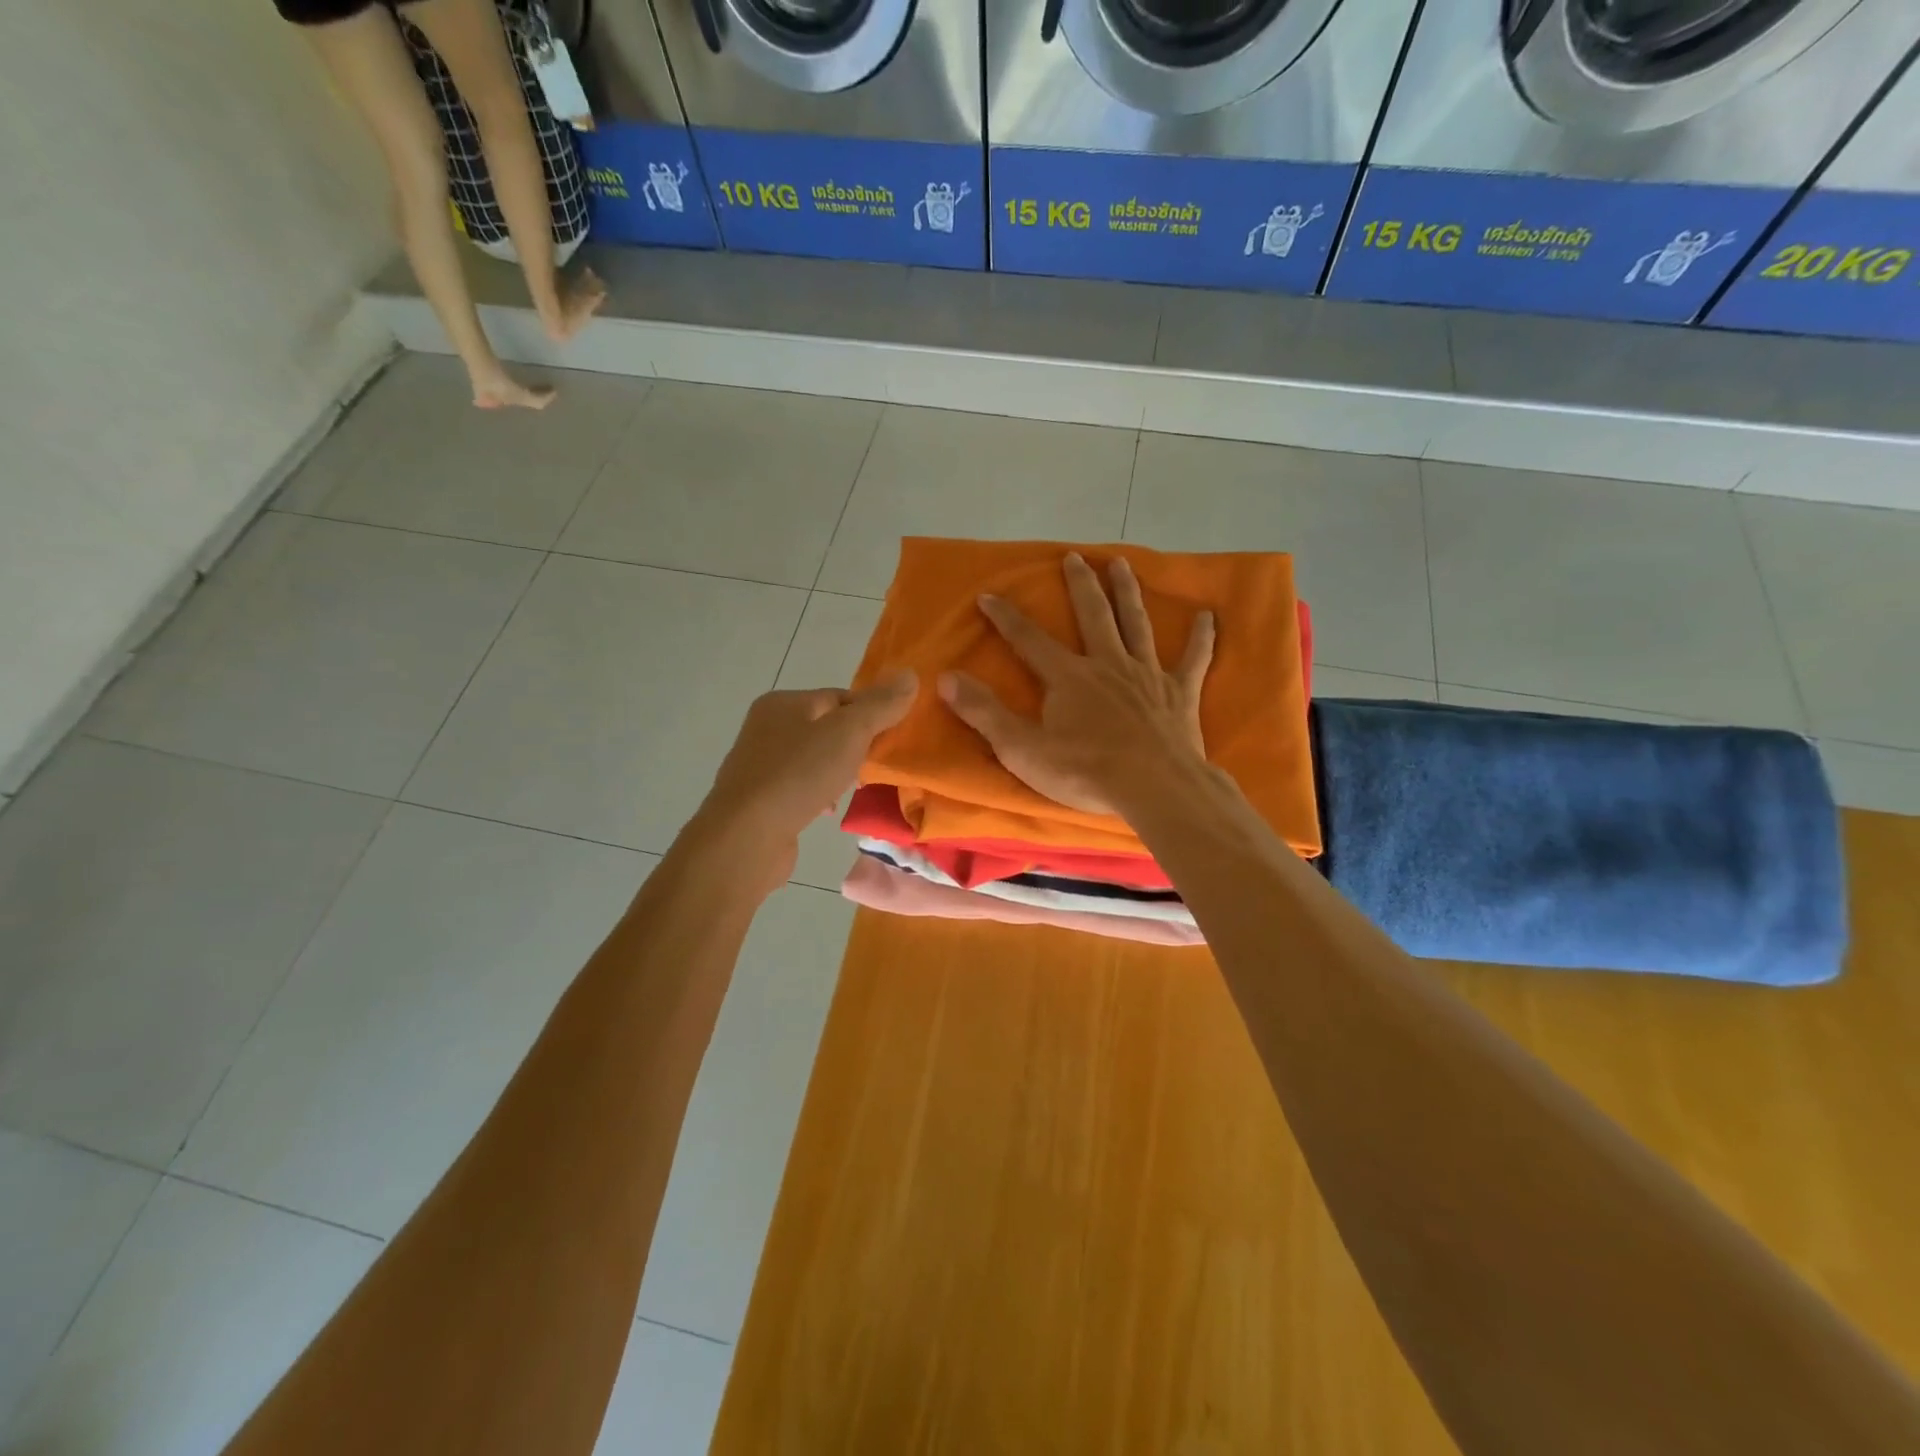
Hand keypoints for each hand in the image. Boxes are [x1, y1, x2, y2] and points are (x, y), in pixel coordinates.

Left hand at [698, 673, 917, 882]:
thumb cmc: (799, 775)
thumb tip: (910, 675)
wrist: (746, 837)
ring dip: (839, 771)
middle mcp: (766, 727)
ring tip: (858, 788)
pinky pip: (801, 787)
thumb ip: (881, 705)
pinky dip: (820, 794)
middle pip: (827, 728)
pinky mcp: (759, 800)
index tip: (893, 737)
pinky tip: (831, 810)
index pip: (840, 697)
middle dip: (856, 745)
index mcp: (783, 703)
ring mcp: (759, 765)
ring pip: (815, 759)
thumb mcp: (849, 732)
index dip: (871, 713)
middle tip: (879, 764)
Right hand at [938, 553, 1213, 818]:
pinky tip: (1208, 616)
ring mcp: (1146, 675)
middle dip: (1080, 585)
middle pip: (1092, 615)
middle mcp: (1107, 664)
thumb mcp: (1022, 748)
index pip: (1029, 640)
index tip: (989, 594)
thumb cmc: (1085, 772)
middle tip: (1074, 556)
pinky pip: (1193, 659)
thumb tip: (944, 678)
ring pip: (1136, 624)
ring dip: (1127, 593)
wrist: (1154, 787)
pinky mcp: (1179, 693)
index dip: (1006, 617)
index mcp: (1068, 677)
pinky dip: (1201, 638)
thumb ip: (984, 713)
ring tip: (1122, 564)